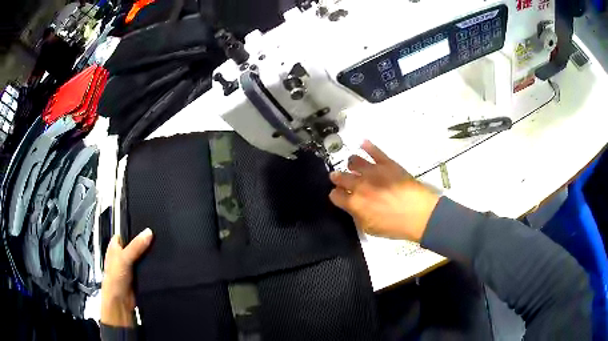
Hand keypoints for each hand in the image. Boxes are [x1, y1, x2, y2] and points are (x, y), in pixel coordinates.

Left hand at [101, 228, 152, 326]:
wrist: (120, 301)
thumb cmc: (116, 277)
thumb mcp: (124, 258)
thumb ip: (136, 246)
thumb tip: (149, 231)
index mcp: (114, 247)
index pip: (125, 233)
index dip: (134, 230)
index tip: (148, 226)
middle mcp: (122, 255)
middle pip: (135, 245)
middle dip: (144, 243)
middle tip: (158, 237)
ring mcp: (130, 267)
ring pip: (141, 257)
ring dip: (149, 256)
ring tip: (163, 248)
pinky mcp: (138, 277)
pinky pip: (146, 269)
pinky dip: (151, 267)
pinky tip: (160, 264)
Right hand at [329, 141, 439, 241]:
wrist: (419, 214)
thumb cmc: (395, 226)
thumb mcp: (370, 229)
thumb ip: (357, 216)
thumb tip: (353, 208)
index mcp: (354, 203)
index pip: (335, 195)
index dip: (336, 195)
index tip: (339, 196)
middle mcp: (359, 184)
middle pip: (341, 176)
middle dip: (338, 177)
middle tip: (339, 178)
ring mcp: (373, 171)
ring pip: (354, 161)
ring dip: (351, 163)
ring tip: (354, 165)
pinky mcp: (387, 163)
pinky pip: (374, 151)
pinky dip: (367, 146)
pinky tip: (363, 143)